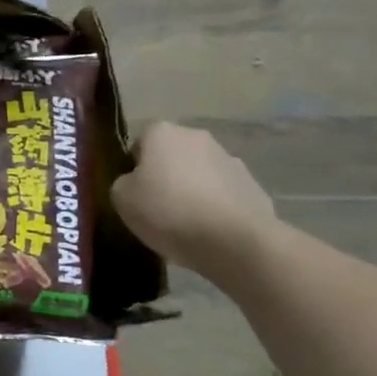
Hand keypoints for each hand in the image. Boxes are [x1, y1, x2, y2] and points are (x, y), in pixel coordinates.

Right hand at [111, 122, 277, 270]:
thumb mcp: (122, 199)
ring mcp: (230, 160)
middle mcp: (197, 137)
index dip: (134, 169)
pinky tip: (212, 234)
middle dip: (167, 177)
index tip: (136, 194)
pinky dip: (217, 209)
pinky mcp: (254, 187)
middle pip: (173, 156)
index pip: (140, 144)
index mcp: (162, 132)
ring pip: (201, 175)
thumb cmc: (169, 212)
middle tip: (158, 210)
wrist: (236, 243)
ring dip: (194, 192)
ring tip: (187, 227)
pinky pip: (225, 196)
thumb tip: (135, 184)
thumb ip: (123, 184)